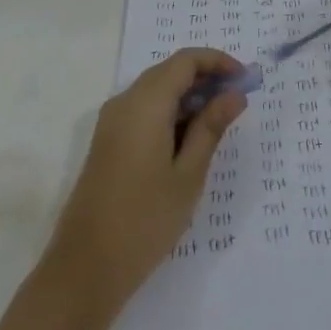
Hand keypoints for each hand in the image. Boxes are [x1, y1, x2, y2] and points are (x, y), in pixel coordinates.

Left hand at [43, 47, 247, 311]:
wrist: (85, 269)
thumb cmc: (144, 220)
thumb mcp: (188, 175)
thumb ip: (211, 127)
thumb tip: (234, 94)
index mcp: (145, 102)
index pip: (185, 61)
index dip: (217, 61)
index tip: (245, 78)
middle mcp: (124, 101)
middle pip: (169, 71)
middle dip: (205, 78)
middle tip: (237, 100)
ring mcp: (112, 121)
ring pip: (156, 90)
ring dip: (188, 96)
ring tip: (219, 121)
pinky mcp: (107, 141)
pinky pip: (143, 110)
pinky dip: (170, 112)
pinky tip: (189, 139)